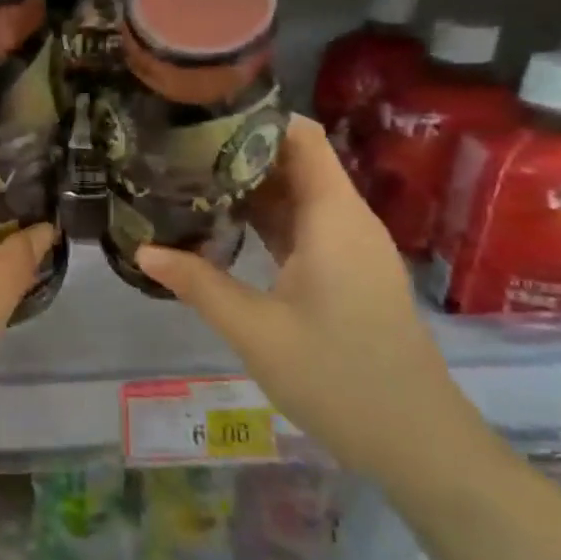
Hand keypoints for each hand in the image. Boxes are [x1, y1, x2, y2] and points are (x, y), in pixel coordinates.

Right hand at [137, 116, 491, 488]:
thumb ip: (198, 284)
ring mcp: (349, 249)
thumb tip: (143, 250)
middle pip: (295, 162)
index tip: (200, 116)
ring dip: (248, 187)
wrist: (417, 443)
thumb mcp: (255, 330)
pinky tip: (221, 227)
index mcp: (333, 218)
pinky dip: (264, 219)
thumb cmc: (338, 378)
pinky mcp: (347, 273)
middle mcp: (346, 221)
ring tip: (186, 180)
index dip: (256, 118)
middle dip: (239, 151)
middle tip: (176, 149)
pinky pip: (302, 227)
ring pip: (297, 196)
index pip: (301, 137)